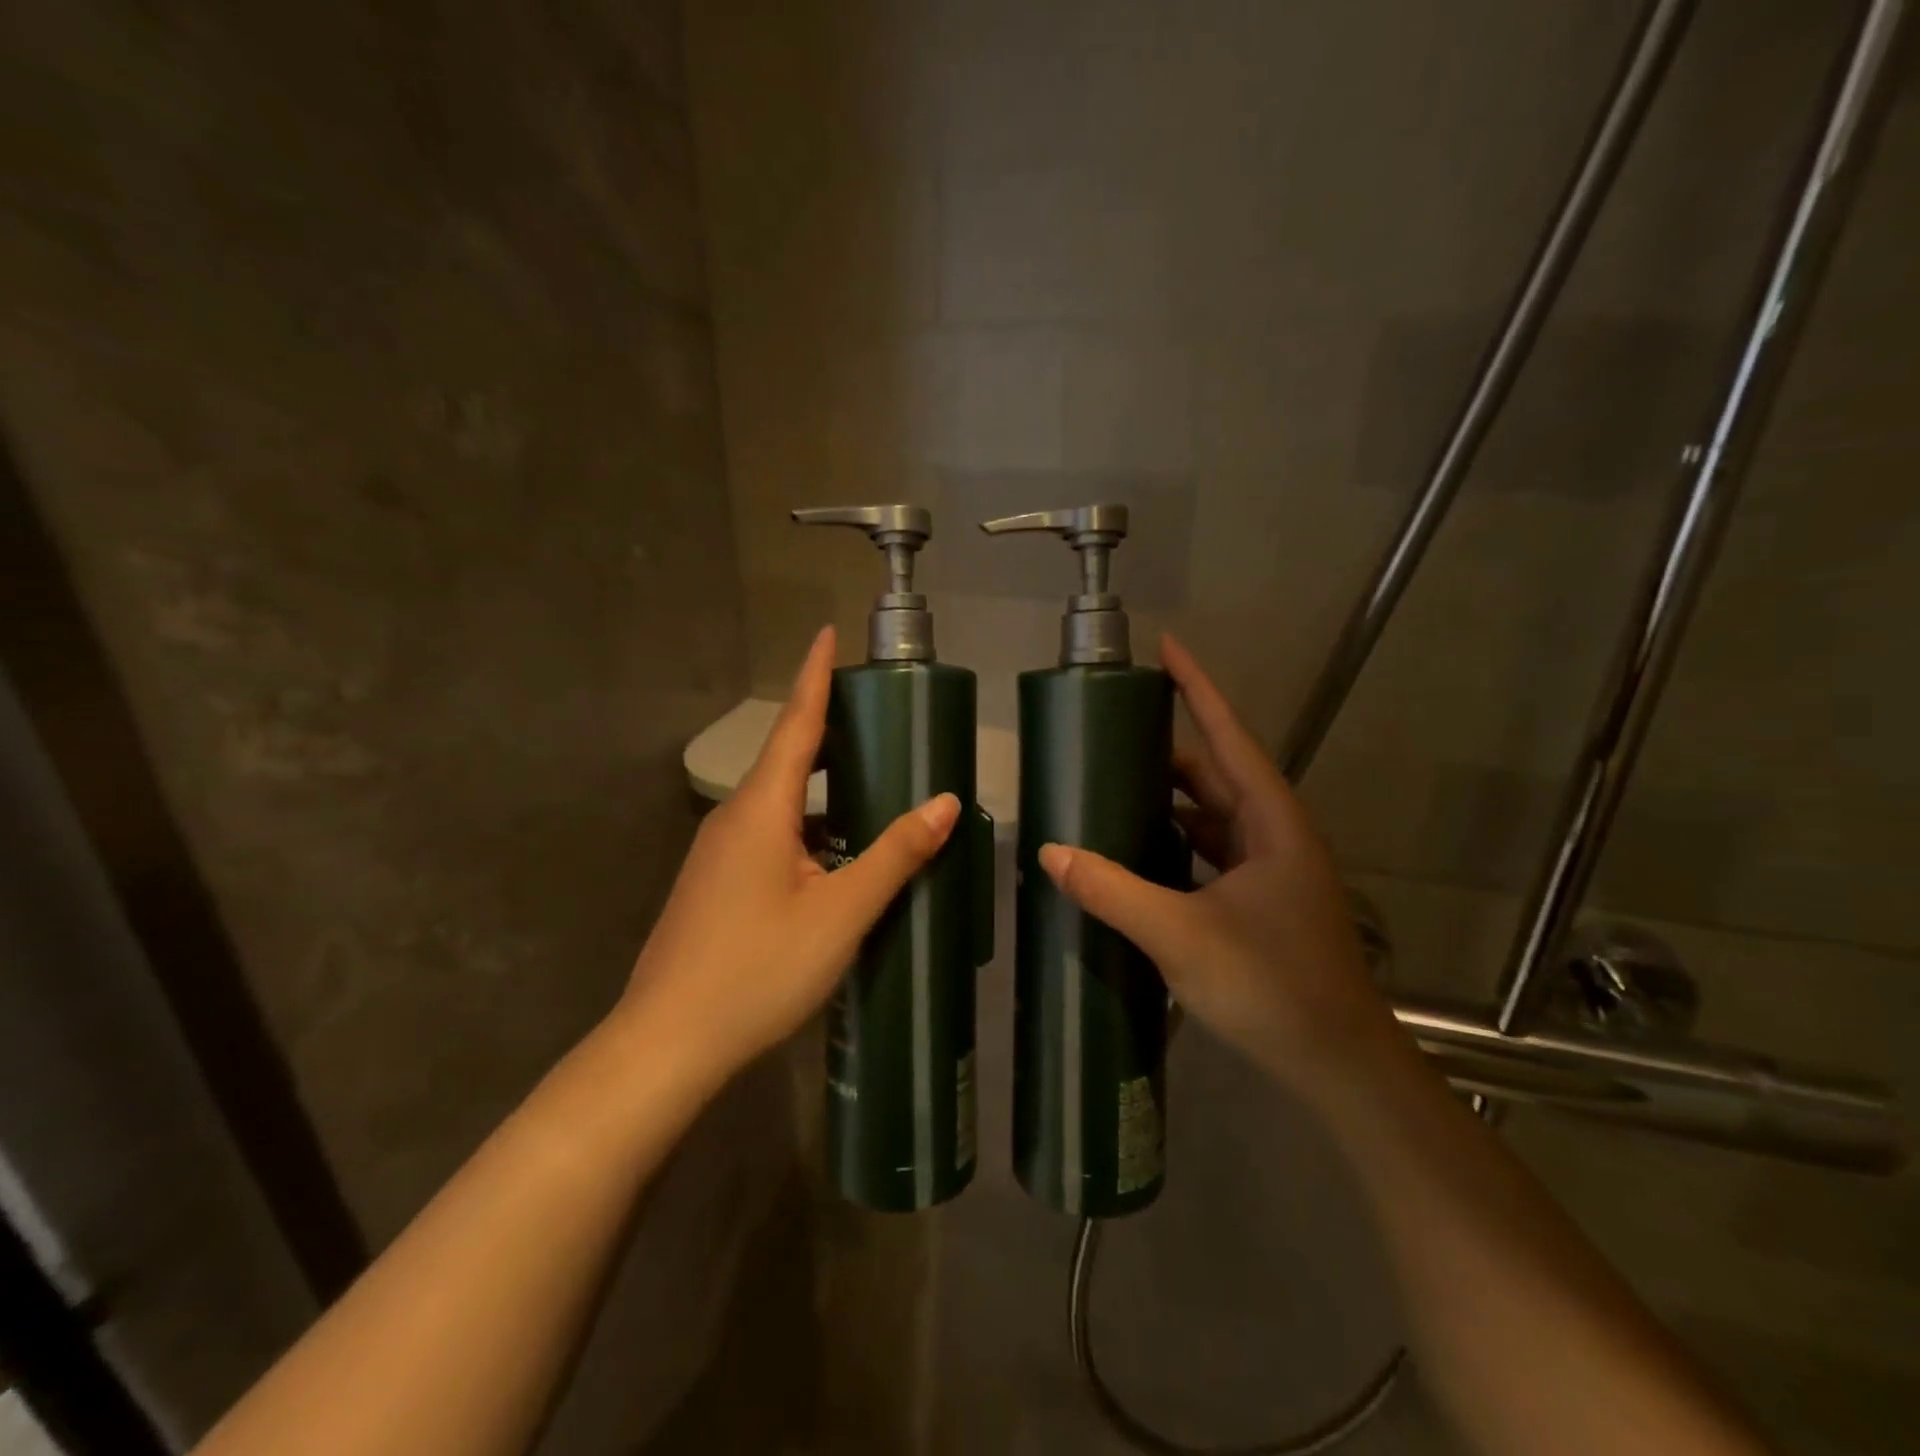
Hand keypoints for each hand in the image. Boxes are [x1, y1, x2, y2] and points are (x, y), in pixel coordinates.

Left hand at [621, 627, 959, 1085]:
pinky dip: (808, 825)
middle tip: (876, 714)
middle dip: (828, 729)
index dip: (814, 676)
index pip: (796, 724)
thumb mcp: (841, 913)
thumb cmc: (758, 970)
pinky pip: (769, 833)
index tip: (826, 632)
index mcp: (762, 809)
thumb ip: (895, 855)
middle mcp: (735, 817)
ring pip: (779, 801)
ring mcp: (719, 852)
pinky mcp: (715, 883)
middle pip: (788, 757)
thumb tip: (944, 802)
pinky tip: (835, 853)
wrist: (667, 1043)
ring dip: (821, 785)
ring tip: (870, 781)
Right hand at [1037, 635, 1396, 1095]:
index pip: (1229, 736)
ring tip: (1111, 785)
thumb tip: (1050, 851)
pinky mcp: (1259, 901)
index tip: (1167, 646)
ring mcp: (1270, 870)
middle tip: (1110, 731)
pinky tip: (1136, 851)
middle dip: (1168, 747)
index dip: (1198, 688)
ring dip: (1168, 799)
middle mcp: (1274, 835)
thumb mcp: (1181, 935)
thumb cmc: (1273, 987)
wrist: (1339, 1065)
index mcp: (1271, 823)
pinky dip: (1174, 842)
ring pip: (1211, 815)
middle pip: (1216, 773)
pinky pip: (1209, 852)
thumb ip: (1113, 890)